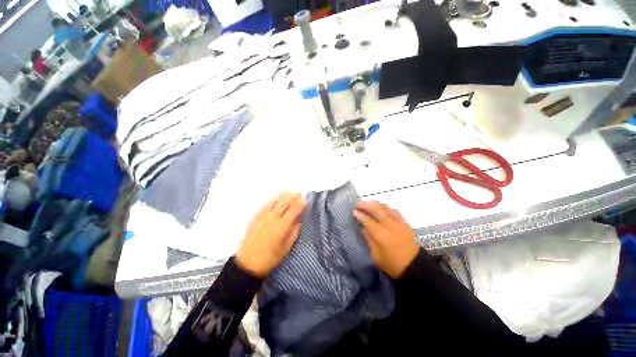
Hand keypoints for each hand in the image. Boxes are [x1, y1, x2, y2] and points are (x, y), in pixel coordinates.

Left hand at [236, 192, 304, 277]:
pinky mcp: (255, 217)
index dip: (301, 203)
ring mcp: (262, 216)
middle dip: (293, 196)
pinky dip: (272, 199)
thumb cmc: (270, 259)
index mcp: (281, 226)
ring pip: (274, 201)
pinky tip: (275, 198)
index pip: (294, 210)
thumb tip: (299, 220)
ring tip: (289, 192)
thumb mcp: (286, 248)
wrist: (247, 264)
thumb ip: (294, 232)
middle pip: (284, 202)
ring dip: (283, 195)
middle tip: (299, 192)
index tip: (306, 199)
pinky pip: (264, 205)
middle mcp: (272, 218)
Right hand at [354, 201, 418, 278]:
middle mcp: (390, 225)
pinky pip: (394, 210)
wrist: (414, 266)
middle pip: (376, 210)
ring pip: (385, 208)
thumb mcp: (376, 256)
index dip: (360, 215)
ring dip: (375, 204)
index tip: (354, 211)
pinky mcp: (405, 222)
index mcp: (381, 235)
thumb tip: (363, 228)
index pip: (368, 221)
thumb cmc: (393, 264)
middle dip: (365, 205)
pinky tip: (381, 207)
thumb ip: (369, 240)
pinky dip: (386, 207)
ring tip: (367, 203)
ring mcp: (398, 222)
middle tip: (357, 203)